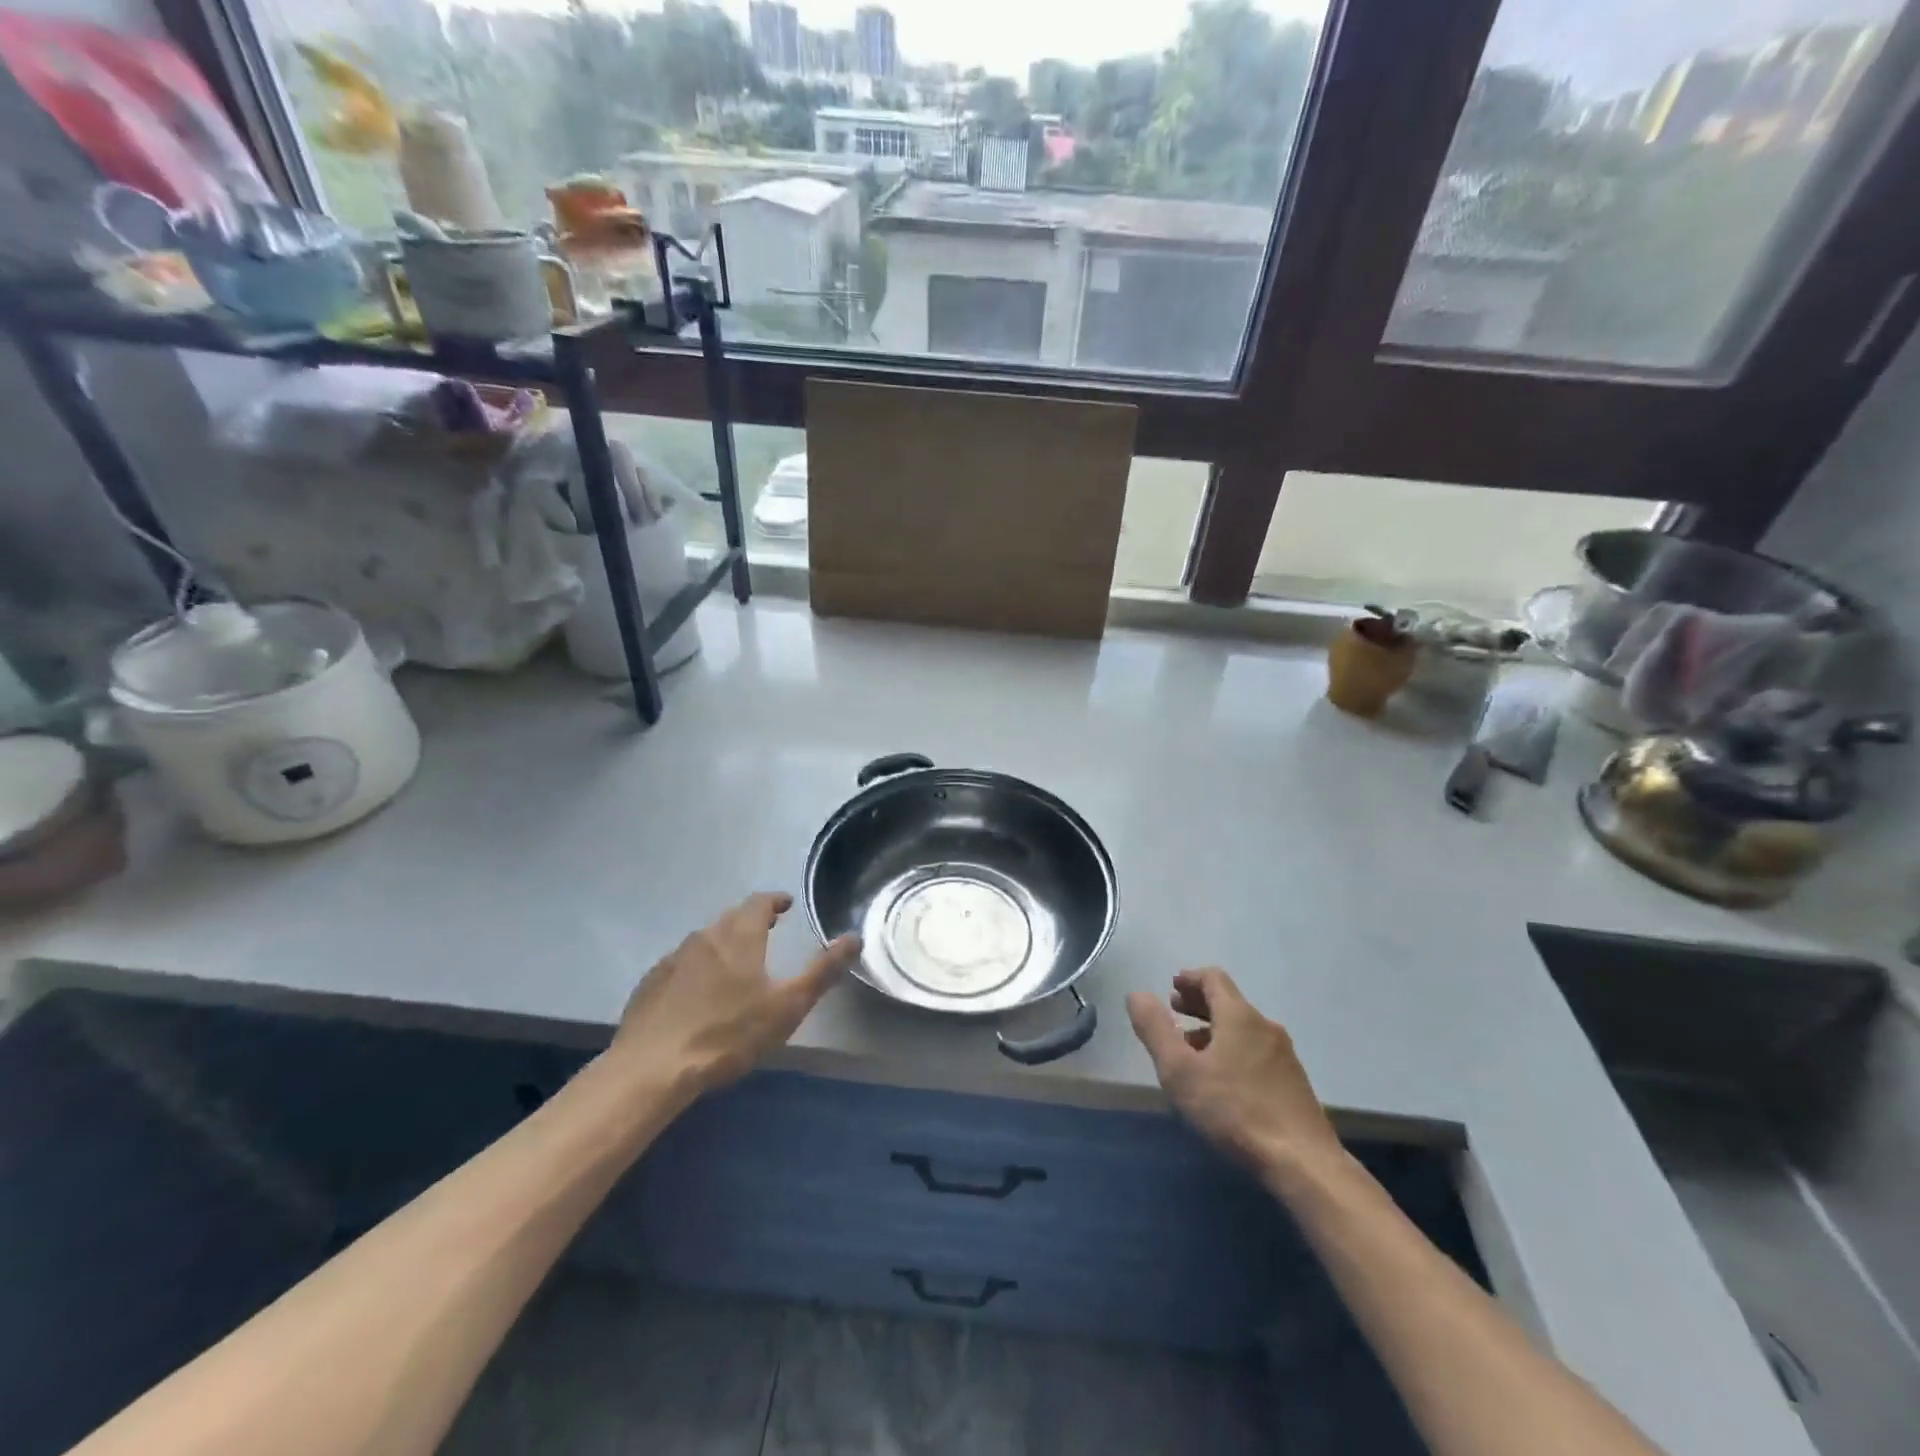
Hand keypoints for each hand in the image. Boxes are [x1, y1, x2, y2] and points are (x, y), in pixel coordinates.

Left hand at [612, 892, 861, 1093]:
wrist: (652, 1067)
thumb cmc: (729, 1033)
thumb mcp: (788, 1006)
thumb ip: (822, 970)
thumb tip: (853, 937)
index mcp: (740, 936)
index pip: (759, 903)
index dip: (774, 901)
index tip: (786, 905)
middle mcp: (705, 936)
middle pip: (731, 918)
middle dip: (751, 920)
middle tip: (767, 931)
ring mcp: (673, 958)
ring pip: (705, 940)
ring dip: (724, 942)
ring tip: (736, 961)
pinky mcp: (651, 982)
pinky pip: (682, 963)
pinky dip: (698, 966)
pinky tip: (699, 991)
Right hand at [1126, 968, 1343, 1177]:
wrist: (1303, 1164)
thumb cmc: (1233, 1110)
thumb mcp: (1179, 1070)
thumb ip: (1154, 1029)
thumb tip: (1137, 994)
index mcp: (1238, 1016)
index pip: (1213, 978)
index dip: (1189, 978)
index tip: (1172, 987)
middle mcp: (1265, 1026)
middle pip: (1229, 1002)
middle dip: (1199, 1004)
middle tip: (1174, 1012)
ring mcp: (1284, 1055)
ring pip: (1243, 1029)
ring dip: (1214, 1030)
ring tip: (1192, 1051)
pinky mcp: (1294, 1083)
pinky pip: (1256, 1052)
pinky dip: (1233, 1050)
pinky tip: (1222, 1081)